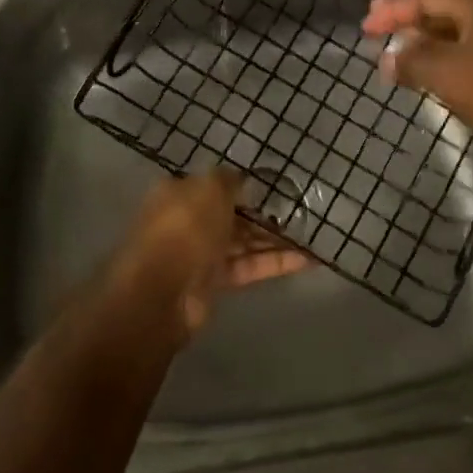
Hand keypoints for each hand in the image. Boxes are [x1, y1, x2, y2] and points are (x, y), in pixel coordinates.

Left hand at [108, 169, 308, 339]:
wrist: (162, 292)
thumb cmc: (185, 227)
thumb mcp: (210, 188)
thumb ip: (229, 180)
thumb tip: (242, 180)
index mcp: (179, 193)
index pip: (215, 185)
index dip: (243, 185)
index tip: (274, 186)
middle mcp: (187, 221)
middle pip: (231, 214)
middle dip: (263, 214)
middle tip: (299, 212)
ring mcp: (199, 254)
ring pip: (242, 242)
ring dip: (274, 240)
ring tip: (310, 235)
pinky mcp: (213, 283)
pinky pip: (247, 267)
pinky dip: (274, 264)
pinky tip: (305, 260)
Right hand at [361, 0, 472, 167]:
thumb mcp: (447, 75)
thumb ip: (412, 61)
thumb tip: (387, 58)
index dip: (392, 11)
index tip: (365, 26)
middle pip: (445, 7)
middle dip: (410, 24)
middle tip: (379, 36)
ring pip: (462, 27)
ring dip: (431, 42)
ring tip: (402, 56)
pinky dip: (453, 53)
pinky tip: (438, 71)